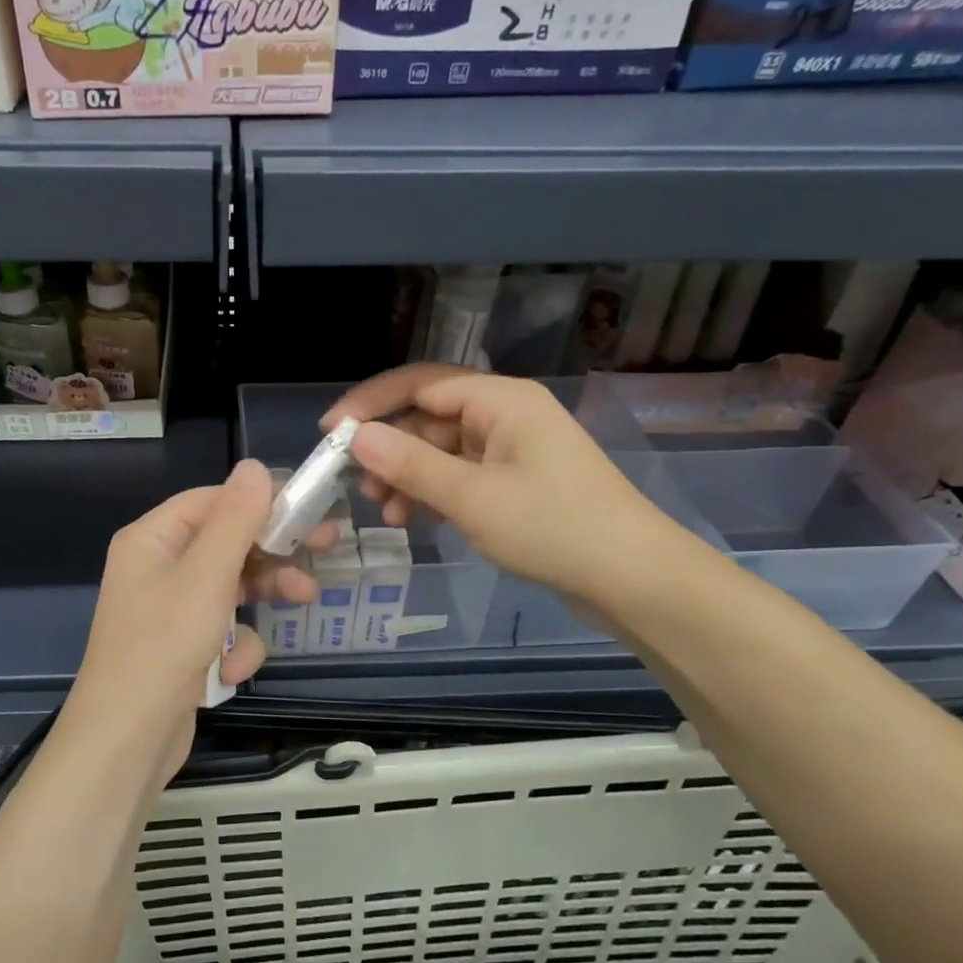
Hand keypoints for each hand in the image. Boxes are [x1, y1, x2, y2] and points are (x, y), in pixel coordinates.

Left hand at [63, 459, 324, 782]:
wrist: (126, 743)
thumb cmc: (164, 646)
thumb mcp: (206, 575)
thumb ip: (235, 519)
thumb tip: (253, 466)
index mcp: (152, 539)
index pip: (213, 501)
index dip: (262, 501)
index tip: (310, 508)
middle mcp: (157, 567)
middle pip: (227, 543)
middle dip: (273, 552)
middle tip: (326, 548)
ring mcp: (169, 610)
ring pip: (232, 586)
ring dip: (263, 597)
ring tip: (305, 602)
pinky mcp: (182, 648)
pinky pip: (222, 630)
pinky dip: (234, 648)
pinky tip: (230, 671)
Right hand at [322, 365, 688, 609]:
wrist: (633, 578)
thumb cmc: (552, 527)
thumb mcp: (471, 497)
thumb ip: (410, 465)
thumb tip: (356, 437)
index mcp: (500, 400)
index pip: (420, 384)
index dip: (371, 405)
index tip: (329, 433)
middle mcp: (505, 415)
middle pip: (428, 418)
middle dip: (389, 450)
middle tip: (353, 484)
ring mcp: (511, 450)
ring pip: (441, 451)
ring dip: (407, 477)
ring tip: (383, 511)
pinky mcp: (516, 483)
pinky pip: (460, 476)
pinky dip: (433, 494)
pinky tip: (412, 520)